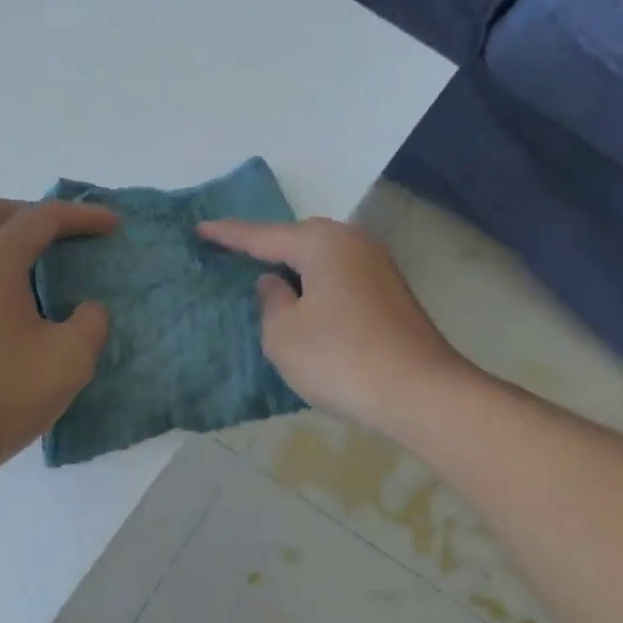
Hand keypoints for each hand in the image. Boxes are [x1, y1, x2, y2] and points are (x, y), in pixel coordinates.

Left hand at [0, 198, 116, 483]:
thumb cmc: (3, 391)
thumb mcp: (69, 357)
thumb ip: (90, 323)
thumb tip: (86, 310)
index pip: (42, 217)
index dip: (82, 215)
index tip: (113, 225)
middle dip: (33, 215)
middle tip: (65, 238)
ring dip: (13, 245)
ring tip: (49, 275)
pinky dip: (1, 273)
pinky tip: (23, 310)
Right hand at [198, 217, 468, 433]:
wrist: (420, 393)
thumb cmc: (341, 359)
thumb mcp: (283, 335)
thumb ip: (271, 301)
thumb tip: (276, 283)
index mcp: (322, 244)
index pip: (263, 236)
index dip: (229, 235)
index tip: (201, 228)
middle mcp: (354, 244)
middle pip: (300, 238)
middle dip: (270, 247)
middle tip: (238, 257)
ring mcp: (379, 268)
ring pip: (324, 259)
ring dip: (297, 270)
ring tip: (272, 283)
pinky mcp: (392, 295)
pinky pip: (342, 278)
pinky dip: (319, 287)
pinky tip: (310, 307)